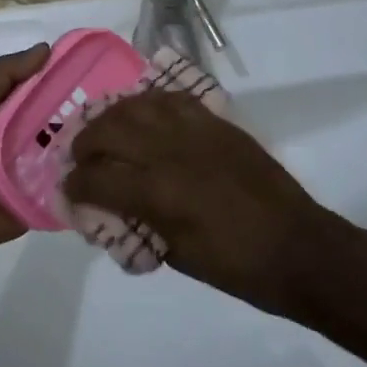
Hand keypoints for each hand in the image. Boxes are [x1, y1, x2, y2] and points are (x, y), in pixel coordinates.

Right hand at [64, 90, 350, 316]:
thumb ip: (136, 223)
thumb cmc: (236, 267)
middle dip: (85, 143)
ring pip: (137, 105)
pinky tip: (143, 116)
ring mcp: (195, 132)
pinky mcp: (216, 123)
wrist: (298, 248)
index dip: (75, 185)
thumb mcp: (175, 255)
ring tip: (106, 131)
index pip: (96, 178)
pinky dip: (148, 104)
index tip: (68, 190)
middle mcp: (169, 153)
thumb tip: (109, 207)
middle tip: (81, 158)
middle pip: (108, 130)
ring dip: (112, 117)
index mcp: (157, 194)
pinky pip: (172, 100)